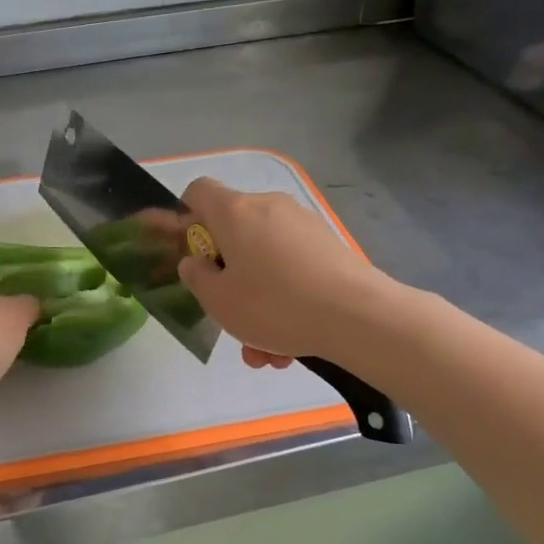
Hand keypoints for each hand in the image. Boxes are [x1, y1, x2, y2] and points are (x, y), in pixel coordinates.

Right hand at [176, 178, 387, 364]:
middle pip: (234, 234)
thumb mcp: (219, 301)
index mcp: (235, 212)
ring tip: (265, 352)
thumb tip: (195, 262)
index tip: (191, 254)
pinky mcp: (329, 246)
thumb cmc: (274, 305)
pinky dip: (286, 301)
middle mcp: (269, 207)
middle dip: (228, 279)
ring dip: (258, 303)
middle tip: (230, 318)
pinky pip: (293, 271)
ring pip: (265, 261)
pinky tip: (291, 347)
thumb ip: (197, 278)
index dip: (185, 218)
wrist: (358, 316)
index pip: (198, 191)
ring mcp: (303, 225)